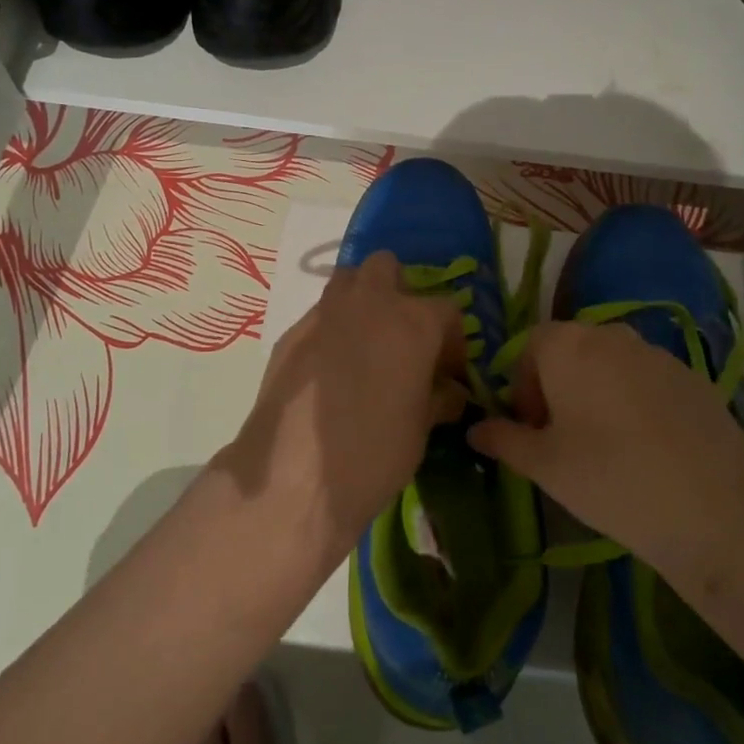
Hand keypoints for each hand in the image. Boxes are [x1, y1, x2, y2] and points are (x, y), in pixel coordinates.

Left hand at [216, 251, 467, 564]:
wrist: (294, 476)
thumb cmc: (374, 453)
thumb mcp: (421, 429)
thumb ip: (439, 398)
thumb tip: (449, 391)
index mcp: (413, 322)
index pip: (447, 309)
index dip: (452, 340)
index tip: (448, 371)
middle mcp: (369, 303)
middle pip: (388, 268)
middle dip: (399, 292)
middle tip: (402, 336)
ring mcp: (325, 313)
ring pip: (348, 280)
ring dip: (362, 300)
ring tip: (365, 344)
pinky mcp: (291, 332)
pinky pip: (320, 315)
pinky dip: (332, 329)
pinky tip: (330, 369)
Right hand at [467, 321, 743, 580]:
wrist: (714, 509)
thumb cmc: (610, 479)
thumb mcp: (544, 466)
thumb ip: (503, 440)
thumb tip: (475, 429)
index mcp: (568, 345)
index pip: (530, 347)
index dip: (522, 387)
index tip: (532, 430)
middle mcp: (611, 334)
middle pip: (570, 351)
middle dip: (558, 387)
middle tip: (563, 439)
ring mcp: (657, 353)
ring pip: (610, 365)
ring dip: (596, 393)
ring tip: (605, 447)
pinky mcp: (692, 377)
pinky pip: (646, 380)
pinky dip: (634, 402)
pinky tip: (647, 449)